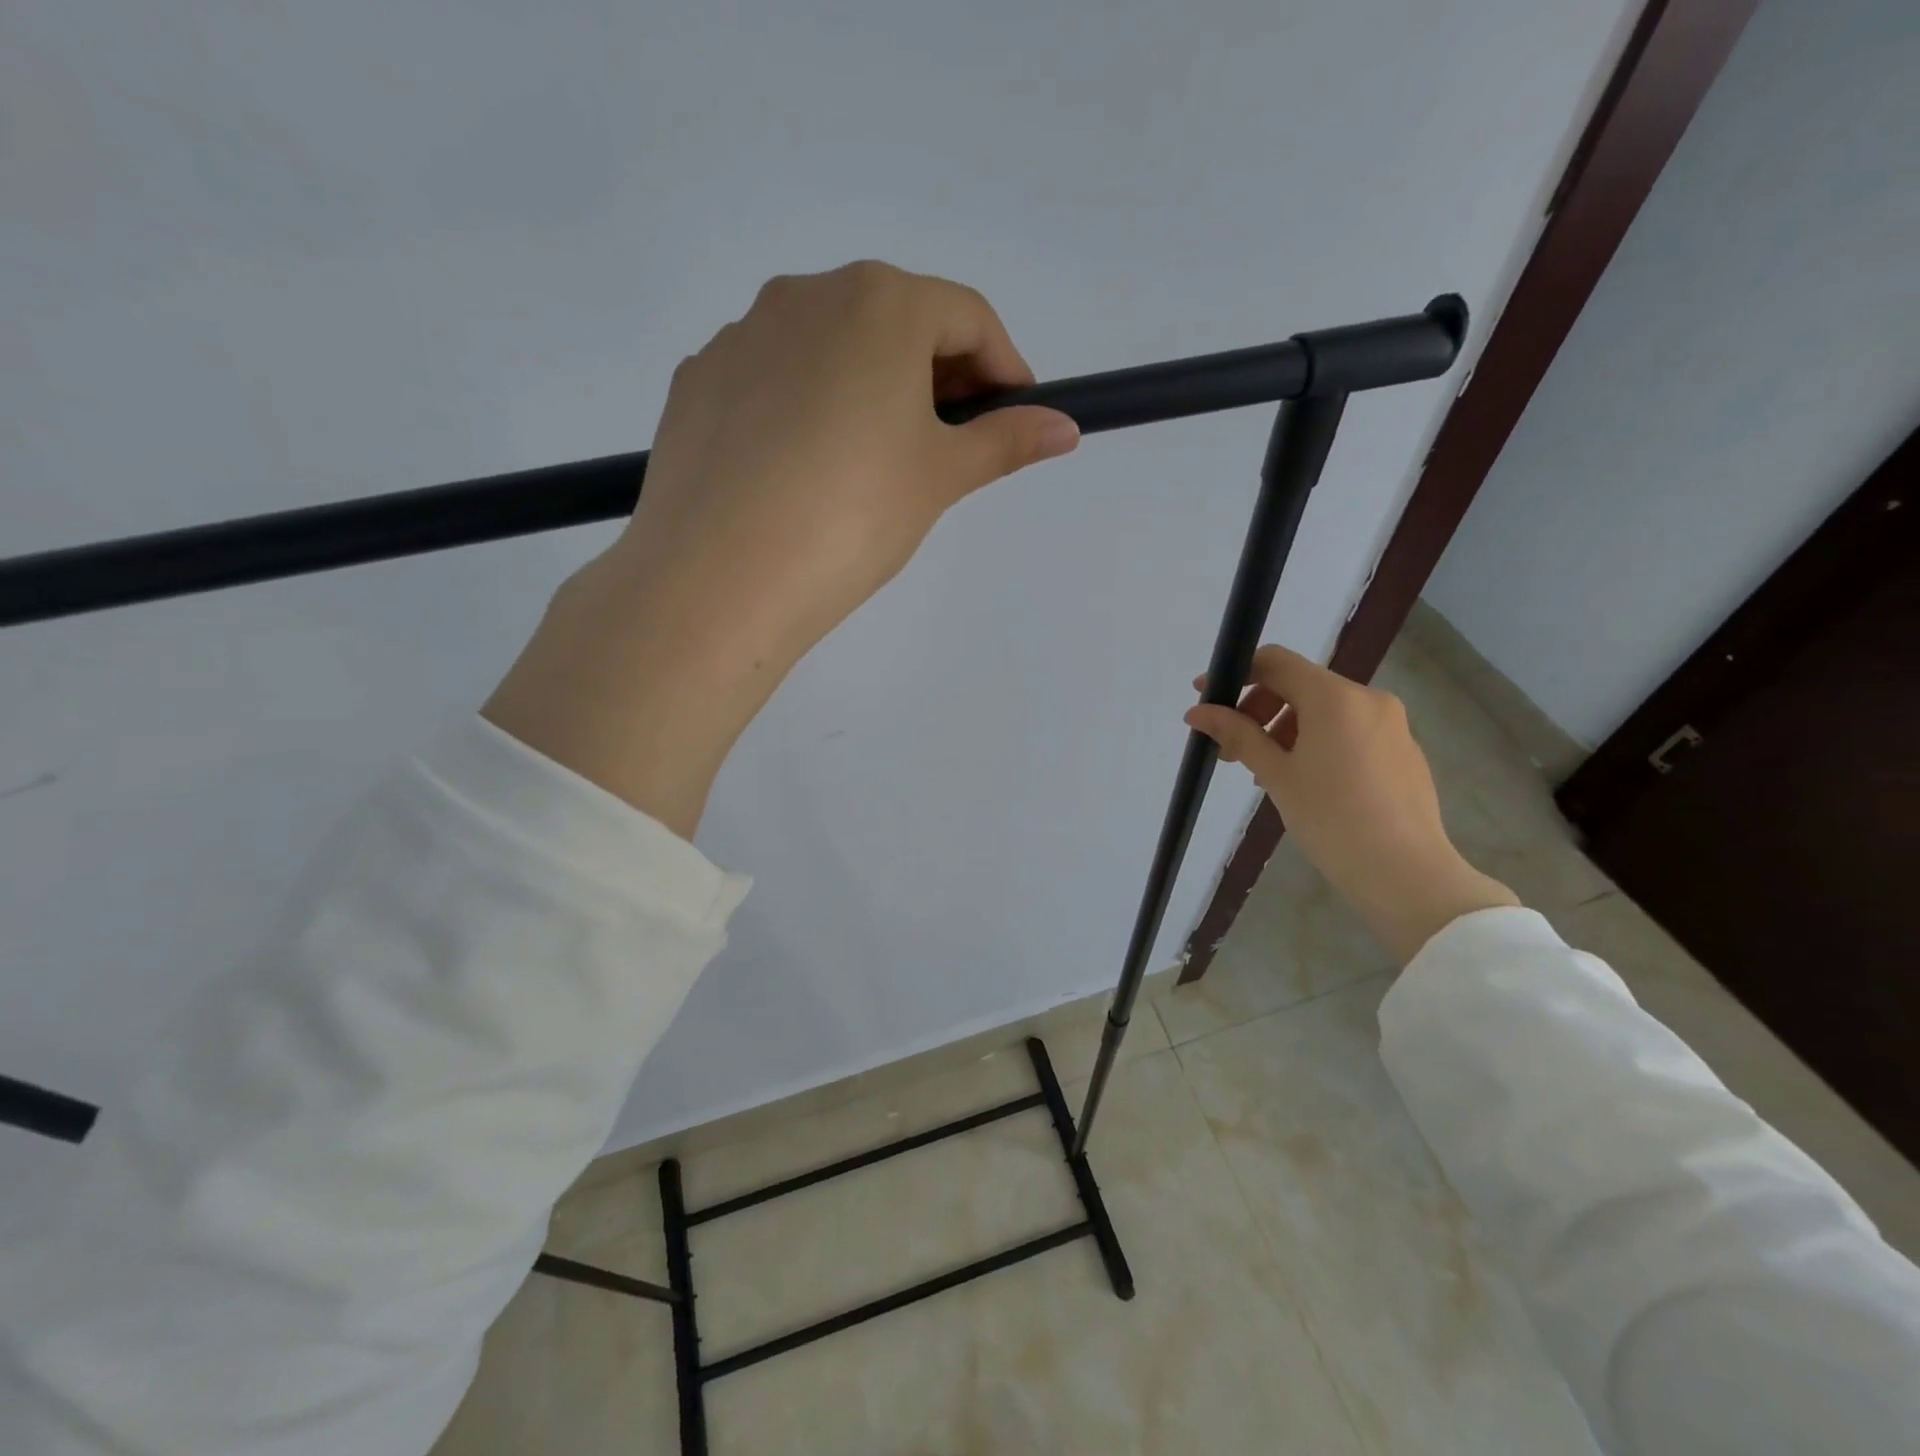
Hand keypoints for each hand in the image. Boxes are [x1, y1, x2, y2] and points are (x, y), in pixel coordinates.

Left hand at [483, 261, 1079, 836]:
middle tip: (948, 444)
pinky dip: (806, 407)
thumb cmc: (853, 514)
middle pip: (895, 321)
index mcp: (878, 303)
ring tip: (873, 463)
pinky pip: (774, 379)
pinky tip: (804, 470)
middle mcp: (805, 296)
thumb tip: (1066, 428)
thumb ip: (1005, 441)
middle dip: (936, 375)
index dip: (1003, 367)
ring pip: (830, 348)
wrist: (721, 575)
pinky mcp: (699, 381)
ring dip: (869, 387)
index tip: (1015, 417)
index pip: (967, 316)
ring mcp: (741, 335)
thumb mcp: (940, 477)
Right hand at [1185, 645, 1517, 962]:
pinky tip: (1304, 781)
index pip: (1276, 662)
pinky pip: (1348, 729)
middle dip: (1258, 709)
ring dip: (1284, 728)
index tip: (1207, 698)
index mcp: (1335, 698)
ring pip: (1324, 709)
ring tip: (1265, 771)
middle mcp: (1368, 698)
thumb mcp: (1276, 775)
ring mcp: (1391, 723)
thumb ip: (1237, 734)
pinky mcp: (1402, 749)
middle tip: (1232, 750)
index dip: (1236, 674)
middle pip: (1299, 685)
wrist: (1405, 873)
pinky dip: (1316, 741)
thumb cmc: (1331, 820)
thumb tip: (1197, 712)